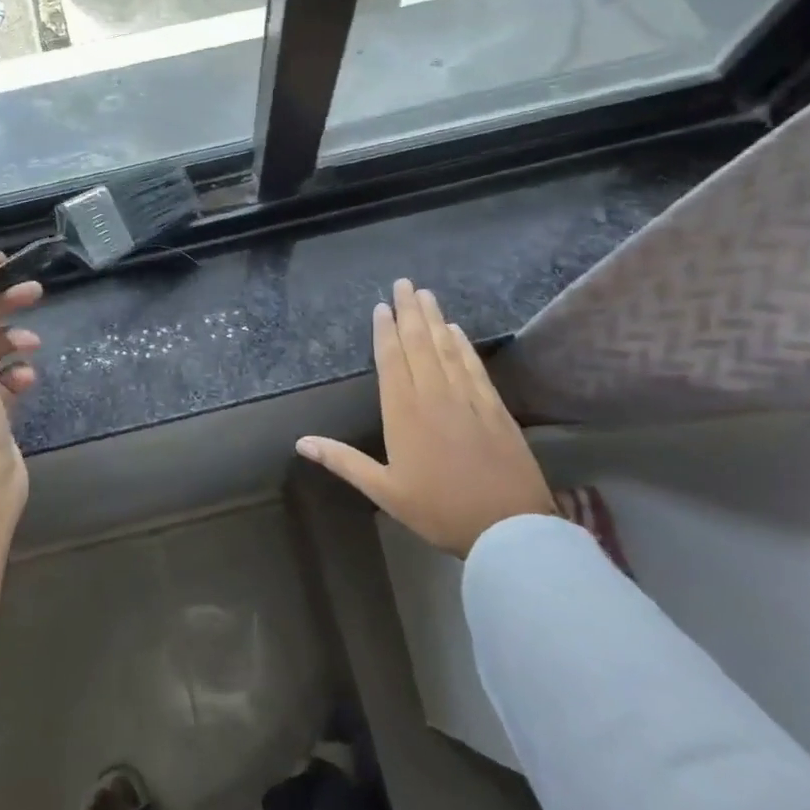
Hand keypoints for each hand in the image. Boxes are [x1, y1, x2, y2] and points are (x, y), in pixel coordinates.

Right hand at [297, 279, 553, 554]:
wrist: (508, 526)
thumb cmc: (439, 510)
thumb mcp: (384, 491)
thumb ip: (343, 461)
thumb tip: (300, 442)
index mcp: (404, 412)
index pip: (392, 360)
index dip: (385, 331)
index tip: (381, 306)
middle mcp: (434, 395)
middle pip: (419, 343)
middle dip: (410, 312)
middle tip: (404, 283)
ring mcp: (467, 398)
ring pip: (446, 348)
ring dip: (435, 319)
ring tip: (426, 294)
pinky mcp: (493, 407)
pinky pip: (473, 366)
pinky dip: (463, 345)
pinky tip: (457, 331)